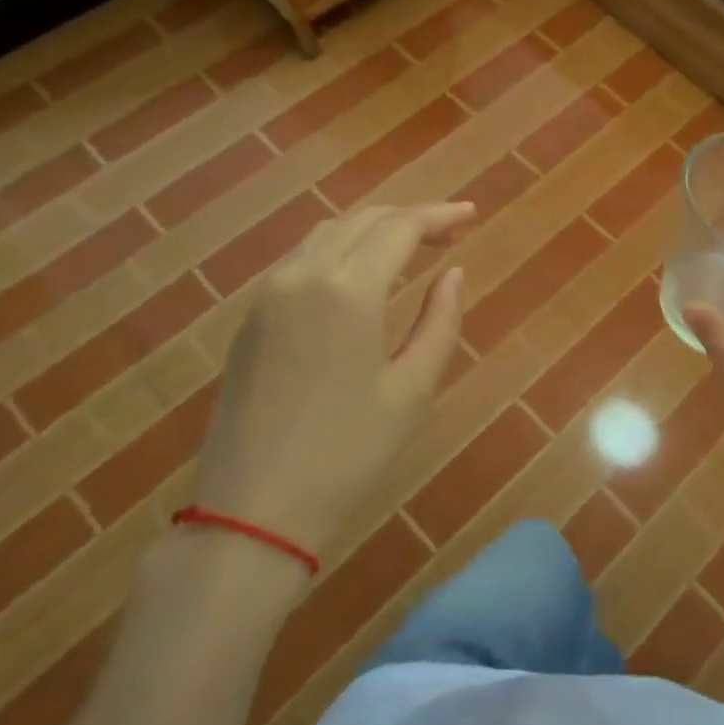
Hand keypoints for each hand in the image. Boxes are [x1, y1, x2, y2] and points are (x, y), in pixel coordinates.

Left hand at [189, 201, 473, 571]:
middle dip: (411, 218)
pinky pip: (303, 259)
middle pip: (364, 220)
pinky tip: (364, 273)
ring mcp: (269, 293)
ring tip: (413, 247)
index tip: (472, 215)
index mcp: (348, 290)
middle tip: (451, 233)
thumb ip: (440, 321)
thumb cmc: (348, 453)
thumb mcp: (413, 389)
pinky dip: (342, 249)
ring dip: (374, 230)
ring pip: (329, 234)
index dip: (440, 215)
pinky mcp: (252, 316)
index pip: (400, 227)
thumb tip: (453, 273)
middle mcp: (303, 275)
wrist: (252, 509)